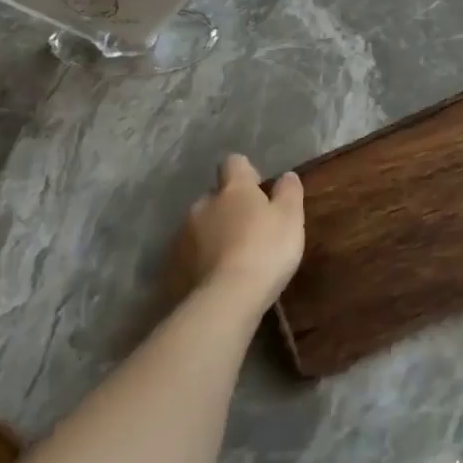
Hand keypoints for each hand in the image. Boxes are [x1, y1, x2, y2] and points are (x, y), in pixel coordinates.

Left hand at [170, 155, 304, 311]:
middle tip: (249, 229)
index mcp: (233, 190)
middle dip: (228, 208)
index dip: (246, 173)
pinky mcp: (171, 266)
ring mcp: (182, 236)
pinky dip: (201, 259)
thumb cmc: (265, 250)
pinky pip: (189, 254)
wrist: (225, 299)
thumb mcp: (291, 218)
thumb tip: (286, 175)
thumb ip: (289, 192)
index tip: (258, 188)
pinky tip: (216, 277)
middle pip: (215, 197)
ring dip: (213, 234)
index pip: (234, 163)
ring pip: (200, 226)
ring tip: (232, 257)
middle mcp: (202, 205)